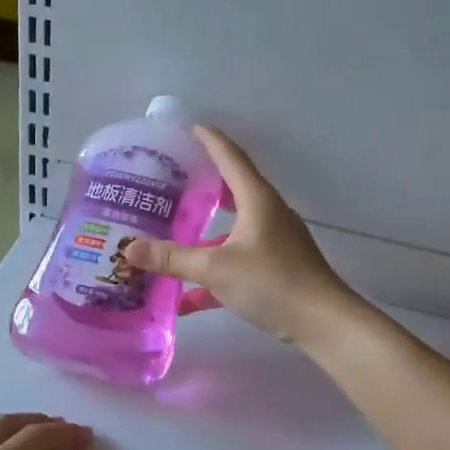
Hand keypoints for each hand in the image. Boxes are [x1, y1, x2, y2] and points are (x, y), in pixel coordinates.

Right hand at [122, 126, 360, 345]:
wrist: (322, 322)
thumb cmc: (272, 281)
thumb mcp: (216, 268)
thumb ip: (172, 258)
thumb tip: (128, 249)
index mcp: (257, 200)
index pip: (231, 158)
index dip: (210, 140)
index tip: (191, 128)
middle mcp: (266, 214)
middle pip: (231, 191)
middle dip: (203, 186)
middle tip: (172, 181)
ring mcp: (272, 243)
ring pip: (230, 230)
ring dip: (203, 235)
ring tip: (171, 235)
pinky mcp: (274, 269)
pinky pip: (236, 263)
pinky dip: (212, 275)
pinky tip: (185, 299)